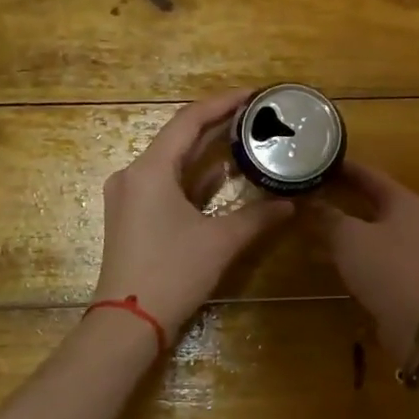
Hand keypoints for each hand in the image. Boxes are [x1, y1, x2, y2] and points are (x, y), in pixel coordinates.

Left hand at [92, 90, 294, 340]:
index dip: (222, 103)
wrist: (128, 323)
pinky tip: (222, 176)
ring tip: (245, 140)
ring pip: (172, 163)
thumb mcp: (221, 242)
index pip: (189, 121)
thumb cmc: (172, 273)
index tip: (253, 95)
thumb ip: (258, 216)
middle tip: (255, 116)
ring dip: (206, 153)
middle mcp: (133, 175)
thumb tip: (291, 203)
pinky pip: (165, 184)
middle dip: (217, 126)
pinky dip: (193, 178)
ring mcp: (129, 197)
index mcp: (150, 170)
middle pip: (178, 138)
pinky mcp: (131, 217)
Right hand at [309, 161, 418, 356]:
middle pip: (370, 197)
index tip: (317, 159)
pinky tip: (322, 250)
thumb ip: (327, 215)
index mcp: (402, 200)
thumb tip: (308, 199)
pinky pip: (368, 248)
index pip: (369, 173)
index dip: (343, 166)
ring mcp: (405, 245)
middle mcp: (408, 218)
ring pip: (367, 224)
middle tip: (310, 185)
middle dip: (340, 193)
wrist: (415, 321)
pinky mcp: (398, 270)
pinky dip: (347, 245)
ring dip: (340, 220)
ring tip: (310, 214)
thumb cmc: (384, 267)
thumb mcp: (349, 237)